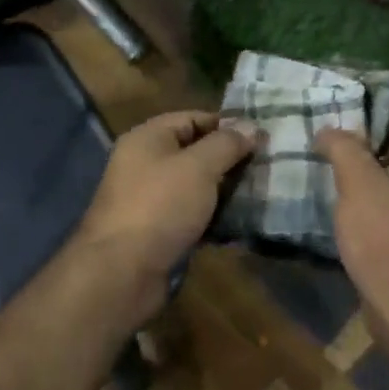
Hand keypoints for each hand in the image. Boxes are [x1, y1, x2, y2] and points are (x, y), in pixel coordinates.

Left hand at [76, 110, 256, 312]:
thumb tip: (251, 126)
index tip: (262, 139)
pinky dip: (212, 218)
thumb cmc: (161, 207)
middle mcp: (145, 164)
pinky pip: (191, 216)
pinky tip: (239, 225)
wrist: (123, 271)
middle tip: (266, 168)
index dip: (227, 125)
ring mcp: (150, 200)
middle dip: (229, 160)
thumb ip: (227, 144)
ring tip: (259, 195)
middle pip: (194, 153)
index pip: (193, 119)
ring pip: (195, 187)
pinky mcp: (157, 231)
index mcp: (147, 139)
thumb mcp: (199, 167)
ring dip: (224, 192)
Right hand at [315, 109, 388, 325]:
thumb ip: (344, 148)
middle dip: (366, 136)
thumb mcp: (359, 183)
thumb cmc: (385, 235)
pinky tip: (336, 200)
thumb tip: (329, 130)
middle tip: (329, 135)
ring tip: (325, 163)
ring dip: (362, 167)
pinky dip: (363, 195)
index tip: (351, 109)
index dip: (387, 105)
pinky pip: (385, 200)